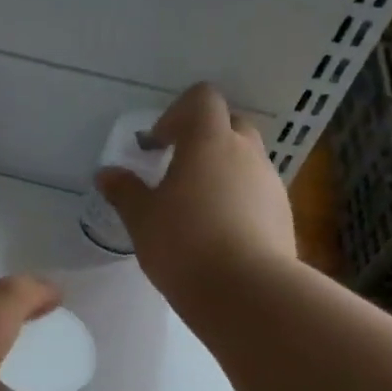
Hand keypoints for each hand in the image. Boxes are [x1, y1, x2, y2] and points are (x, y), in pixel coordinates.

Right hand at [95, 83, 295, 307]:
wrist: (247, 292)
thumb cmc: (184, 243)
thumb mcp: (142, 218)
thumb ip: (124, 191)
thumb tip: (107, 174)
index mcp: (209, 141)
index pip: (203, 98)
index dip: (177, 113)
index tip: (157, 145)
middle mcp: (246, 152)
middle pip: (229, 125)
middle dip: (203, 141)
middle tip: (176, 171)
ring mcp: (271, 183)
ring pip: (246, 161)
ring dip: (222, 173)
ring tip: (195, 210)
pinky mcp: (284, 215)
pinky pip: (258, 194)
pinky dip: (238, 202)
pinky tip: (218, 236)